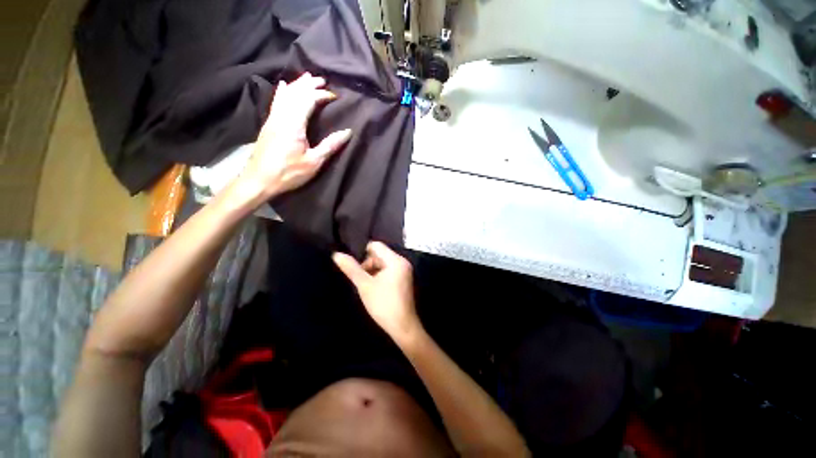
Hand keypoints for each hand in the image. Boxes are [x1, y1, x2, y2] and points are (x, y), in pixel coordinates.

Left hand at [238, 72, 351, 199]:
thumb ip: (330, 145)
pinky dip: (282, 92)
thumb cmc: (289, 173)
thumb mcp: (313, 162)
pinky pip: (276, 102)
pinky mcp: (268, 125)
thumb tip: (348, 132)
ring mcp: (272, 119)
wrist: (259, 180)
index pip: (308, 100)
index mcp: (294, 124)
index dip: (321, 95)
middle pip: (295, 93)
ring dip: (297, 85)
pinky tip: (284, 87)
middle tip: (321, 79)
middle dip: (309, 85)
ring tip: (306, 78)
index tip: (334, 96)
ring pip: (285, 96)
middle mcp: (281, 117)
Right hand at [333, 242, 421, 343]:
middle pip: (380, 255)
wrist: (403, 326)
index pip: (376, 246)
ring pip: (383, 264)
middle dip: (367, 265)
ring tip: (366, 286)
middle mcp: (402, 262)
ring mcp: (405, 271)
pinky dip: (380, 276)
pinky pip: (389, 271)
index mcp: (396, 260)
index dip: (362, 253)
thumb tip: (337, 254)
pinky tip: (374, 289)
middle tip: (361, 281)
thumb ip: (351, 269)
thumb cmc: (383, 304)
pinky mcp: (404, 279)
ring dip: (372, 272)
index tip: (354, 266)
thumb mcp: (365, 285)